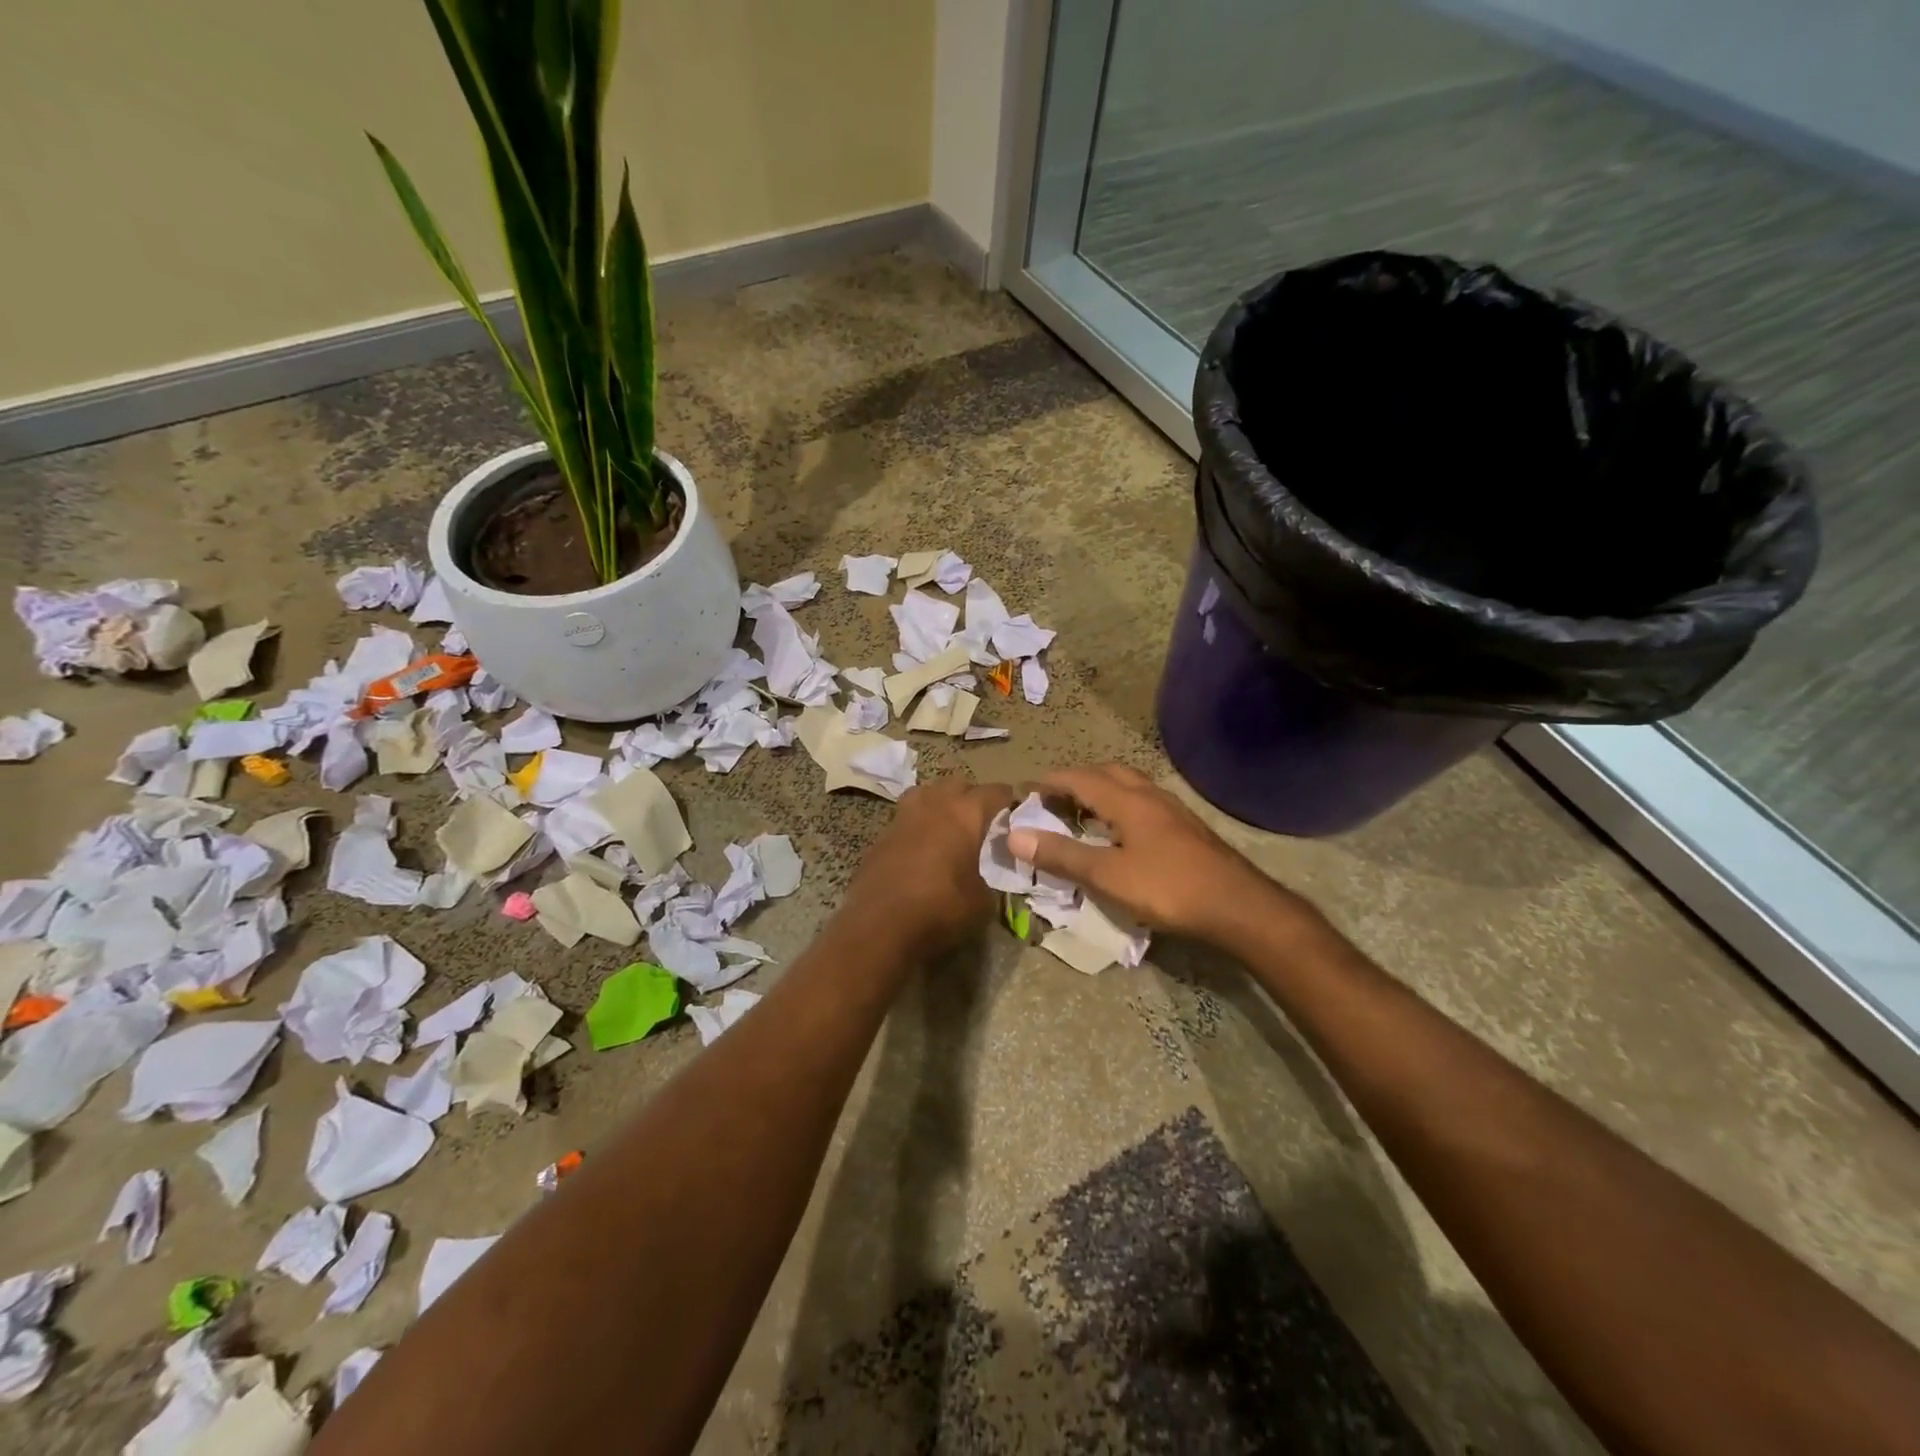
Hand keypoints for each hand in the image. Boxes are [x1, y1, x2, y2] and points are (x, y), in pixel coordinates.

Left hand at [844, 778, 1015, 950]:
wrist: (879, 926)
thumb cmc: (940, 908)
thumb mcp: (982, 901)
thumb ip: (990, 879)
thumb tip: (987, 877)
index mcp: (964, 813)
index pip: (994, 791)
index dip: (1008, 800)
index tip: (1016, 813)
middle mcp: (933, 805)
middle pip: (957, 784)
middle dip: (972, 796)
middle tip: (982, 820)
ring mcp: (902, 817)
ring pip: (926, 794)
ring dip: (940, 803)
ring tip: (949, 826)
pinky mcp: (881, 836)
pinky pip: (905, 819)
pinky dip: (917, 826)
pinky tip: (922, 849)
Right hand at [1006, 764, 1291, 941]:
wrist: (1238, 906)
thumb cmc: (1168, 888)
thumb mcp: (1107, 876)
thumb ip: (1062, 855)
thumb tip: (1014, 835)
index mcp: (1128, 801)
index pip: (1081, 779)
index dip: (1051, 782)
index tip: (1027, 791)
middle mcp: (1150, 796)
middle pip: (1109, 773)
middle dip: (1078, 779)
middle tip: (1055, 799)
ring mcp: (1173, 811)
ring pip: (1131, 786)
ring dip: (1103, 790)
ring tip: (1085, 812)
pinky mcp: (1188, 829)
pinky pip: (1145, 803)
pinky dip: (1123, 806)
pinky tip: (1124, 832)